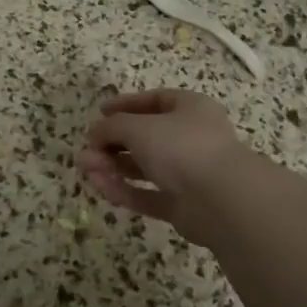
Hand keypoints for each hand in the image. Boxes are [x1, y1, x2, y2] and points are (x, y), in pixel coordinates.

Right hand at [77, 90, 250, 243]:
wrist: (221, 200)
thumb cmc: (182, 147)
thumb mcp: (139, 127)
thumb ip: (112, 127)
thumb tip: (94, 133)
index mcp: (191, 109)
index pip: (155, 100)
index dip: (127, 104)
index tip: (100, 111)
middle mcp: (192, 139)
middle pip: (146, 137)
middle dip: (113, 142)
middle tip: (87, 148)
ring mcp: (188, 174)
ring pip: (144, 167)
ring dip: (113, 166)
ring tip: (84, 167)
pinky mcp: (182, 206)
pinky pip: (148, 195)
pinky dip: (124, 190)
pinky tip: (101, 186)